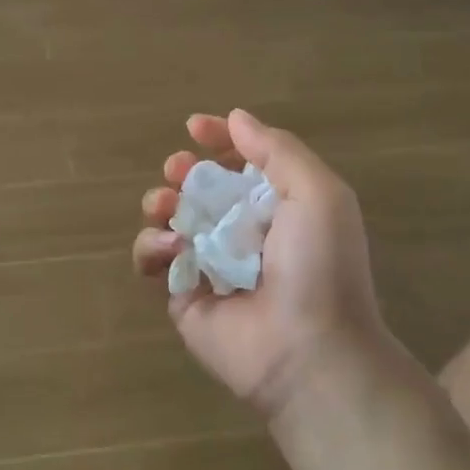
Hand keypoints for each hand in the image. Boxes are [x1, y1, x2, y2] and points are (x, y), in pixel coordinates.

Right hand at [133, 109, 386, 418]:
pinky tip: (168, 249)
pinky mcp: (183, 296)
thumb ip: (277, 150)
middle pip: (199, 188)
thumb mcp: (317, 193)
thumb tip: (235, 118)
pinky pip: (154, 261)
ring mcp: (209, 265)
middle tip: (178, 171)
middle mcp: (242, 232)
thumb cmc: (319, 266)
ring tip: (166, 207)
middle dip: (183, 171)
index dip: (218, 141)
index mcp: (277, 207)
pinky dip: (151, 248)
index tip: (194, 128)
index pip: (241, 163)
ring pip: (169, 220)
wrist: (307, 351)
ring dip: (160, 203)